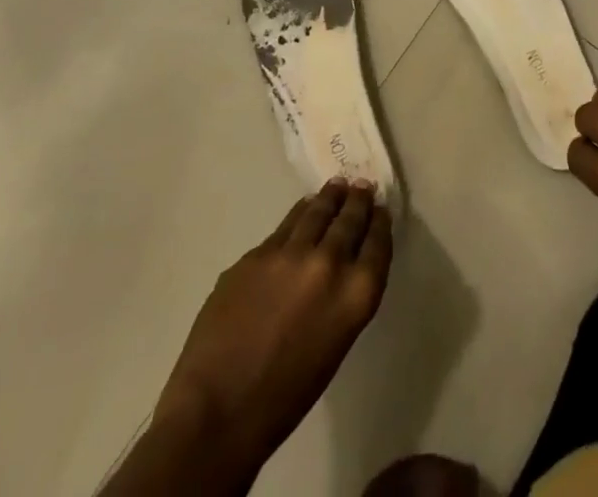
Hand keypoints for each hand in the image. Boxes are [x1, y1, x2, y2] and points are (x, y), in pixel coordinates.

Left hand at [154, 178, 392, 472]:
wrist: (218, 410)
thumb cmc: (285, 396)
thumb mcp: (334, 344)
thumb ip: (343, 297)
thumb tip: (342, 268)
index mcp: (356, 294)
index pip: (378, 242)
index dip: (380, 222)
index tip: (380, 209)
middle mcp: (329, 263)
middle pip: (350, 219)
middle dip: (358, 201)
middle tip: (361, 187)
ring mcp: (290, 253)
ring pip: (317, 211)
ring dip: (330, 198)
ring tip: (336, 186)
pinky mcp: (257, 252)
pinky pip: (285, 226)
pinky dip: (299, 215)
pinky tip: (301, 212)